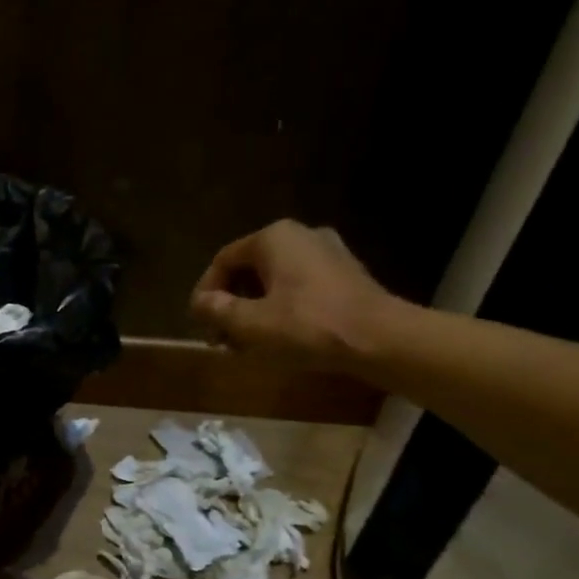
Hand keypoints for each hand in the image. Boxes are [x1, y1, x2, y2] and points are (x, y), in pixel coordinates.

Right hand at [189, 219, 400, 370]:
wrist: (380, 338)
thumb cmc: (308, 326)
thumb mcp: (251, 323)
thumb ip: (217, 310)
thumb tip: (199, 303)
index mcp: (273, 238)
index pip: (223, 261)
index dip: (205, 293)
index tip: (200, 324)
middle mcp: (300, 235)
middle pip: (249, 270)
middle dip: (231, 304)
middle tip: (222, 338)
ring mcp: (327, 253)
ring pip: (274, 280)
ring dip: (254, 309)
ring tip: (247, 343)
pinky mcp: (345, 274)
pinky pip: (299, 287)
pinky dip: (281, 308)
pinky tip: (279, 337)